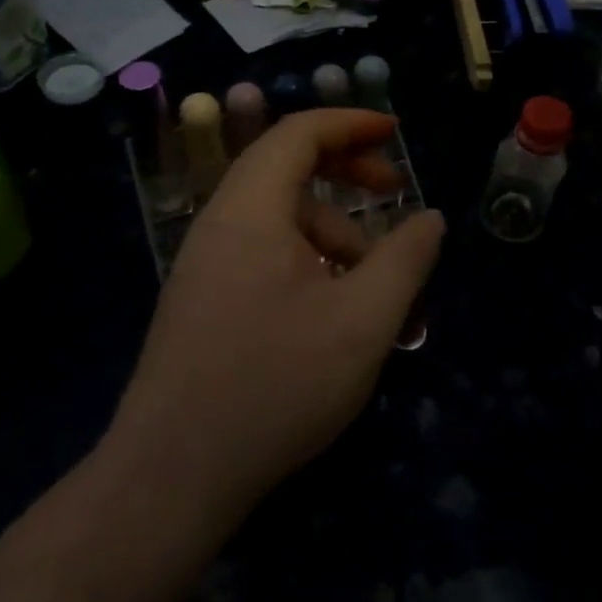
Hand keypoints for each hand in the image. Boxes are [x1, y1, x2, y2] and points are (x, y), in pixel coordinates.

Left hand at [107, 109, 444, 516]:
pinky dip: (309, 265)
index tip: (396, 132)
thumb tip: (430, 218)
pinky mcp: (204, 303)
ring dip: (335, 237)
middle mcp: (221, 225)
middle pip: (287, 170)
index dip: (351, 123)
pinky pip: (265, 257)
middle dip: (348, 175)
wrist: (172, 478)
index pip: (298, 133)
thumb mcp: (363, 320)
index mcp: (251, 210)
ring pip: (282, 223)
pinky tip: (336, 316)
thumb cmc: (275, 385)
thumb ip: (405, 259)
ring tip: (377, 291)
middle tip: (395, 193)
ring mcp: (206, 266)